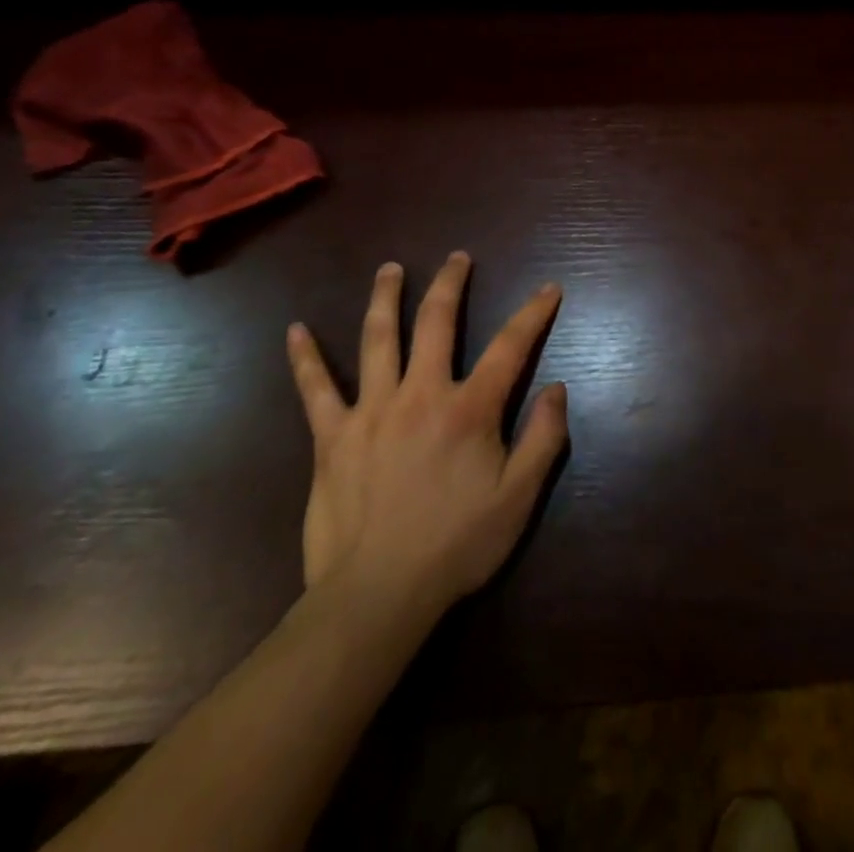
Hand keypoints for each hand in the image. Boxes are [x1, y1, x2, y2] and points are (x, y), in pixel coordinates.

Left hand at [286, 252, 568, 625]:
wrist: (377, 596)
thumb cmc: (456, 546)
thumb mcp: (519, 498)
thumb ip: (543, 439)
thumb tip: (557, 388)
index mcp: (469, 409)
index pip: (511, 346)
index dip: (533, 313)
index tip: (549, 288)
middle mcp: (421, 395)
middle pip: (437, 323)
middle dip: (451, 284)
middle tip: (457, 258)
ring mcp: (371, 411)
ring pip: (378, 339)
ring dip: (386, 298)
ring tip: (390, 269)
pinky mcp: (332, 437)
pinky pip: (315, 389)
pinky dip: (305, 359)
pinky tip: (295, 331)